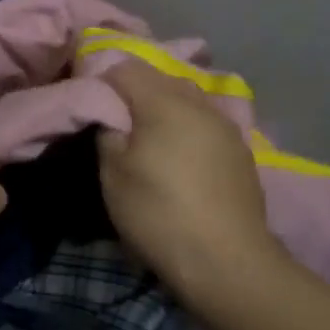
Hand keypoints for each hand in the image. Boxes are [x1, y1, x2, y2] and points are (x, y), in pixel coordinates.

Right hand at [98, 59, 285, 297]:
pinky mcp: (241, 152)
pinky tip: (179, 158)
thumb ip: (108, 131)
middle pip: (159, 80)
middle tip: (114, 123)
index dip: (102, 81)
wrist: (226, 261)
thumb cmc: (158, 212)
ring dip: (163, 111)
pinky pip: (204, 124)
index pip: (125, 68)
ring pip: (186, 100)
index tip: (89, 105)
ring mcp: (226, 127)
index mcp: (164, 102)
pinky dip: (186, 130)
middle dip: (134, 93)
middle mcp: (199, 104)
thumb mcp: (113, 173)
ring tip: (147, 140)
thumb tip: (112, 116)